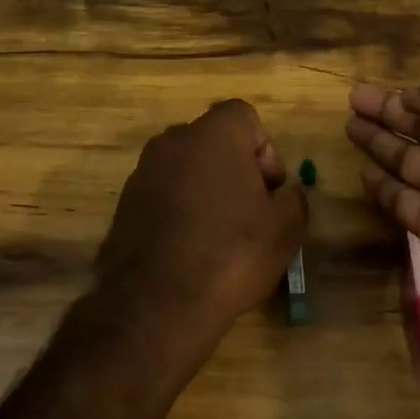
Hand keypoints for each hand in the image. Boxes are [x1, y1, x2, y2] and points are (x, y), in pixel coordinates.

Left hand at [97, 99, 307, 343]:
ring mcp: (142, 172)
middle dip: (235, 169)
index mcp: (213, 135)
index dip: (265, 149)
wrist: (158, 302)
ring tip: (220, 236)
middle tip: (250, 212)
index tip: (269, 190)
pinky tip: (191, 249)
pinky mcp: (124, 204)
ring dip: (206, 191)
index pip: (244, 116)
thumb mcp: (286, 229)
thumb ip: (294, 199)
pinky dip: (180, 211)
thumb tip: (286, 195)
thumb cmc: (232, 253)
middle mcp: (172, 142)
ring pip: (186, 169)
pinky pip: (163, 194)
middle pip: (213, 142)